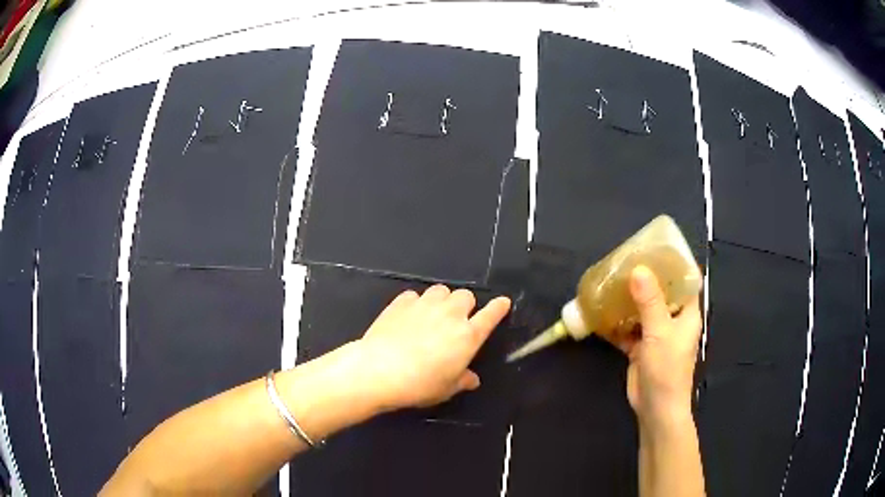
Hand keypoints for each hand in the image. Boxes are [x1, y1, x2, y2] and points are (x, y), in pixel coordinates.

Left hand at [351, 285, 510, 411]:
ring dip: (442, 300)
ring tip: (433, 314)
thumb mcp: (446, 389)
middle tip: (456, 321)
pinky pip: (415, 295)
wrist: (379, 370)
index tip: (503, 302)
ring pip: (441, 290)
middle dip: (465, 305)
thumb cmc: (420, 384)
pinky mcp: (401, 302)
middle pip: (466, 295)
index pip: (490, 315)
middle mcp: (450, 314)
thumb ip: (462, 380)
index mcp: (467, 336)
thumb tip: (473, 380)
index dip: (498, 308)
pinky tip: (408, 316)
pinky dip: (416, 303)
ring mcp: (425, 304)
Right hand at [614, 266, 701, 428]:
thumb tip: (639, 269)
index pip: (686, 281)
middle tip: (627, 262)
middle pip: (661, 293)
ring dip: (629, 300)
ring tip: (612, 281)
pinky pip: (628, 329)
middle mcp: (673, 320)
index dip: (675, 264)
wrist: (655, 408)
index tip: (656, 248)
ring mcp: (656, 335)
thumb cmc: (667, 369)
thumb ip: (650, 301)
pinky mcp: (641, 348)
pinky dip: (617, 323)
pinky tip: (602, 313)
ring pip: (643, 310)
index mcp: (686, 314)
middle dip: (646, 279)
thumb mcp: (660, 332)